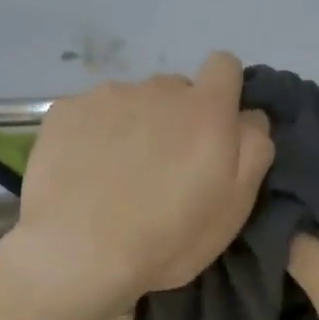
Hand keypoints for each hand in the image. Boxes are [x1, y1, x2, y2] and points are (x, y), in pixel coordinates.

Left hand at [3, 53, 275, 311]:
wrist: (77, 253)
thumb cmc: (166, 238)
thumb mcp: (234, 206)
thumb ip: (253, 148)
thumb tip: (248, 116)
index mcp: (205, 109)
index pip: (224, 66)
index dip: (221, 94)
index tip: (211, 131)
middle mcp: (157, 89)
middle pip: (174, 90)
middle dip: (173, 119)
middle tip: (160, 168)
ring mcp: (106, 96)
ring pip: (130, 101)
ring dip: (131, 126)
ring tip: (114, 174)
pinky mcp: (65, 110)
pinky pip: (89, 113)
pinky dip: (90, 134)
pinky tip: (81, 171)